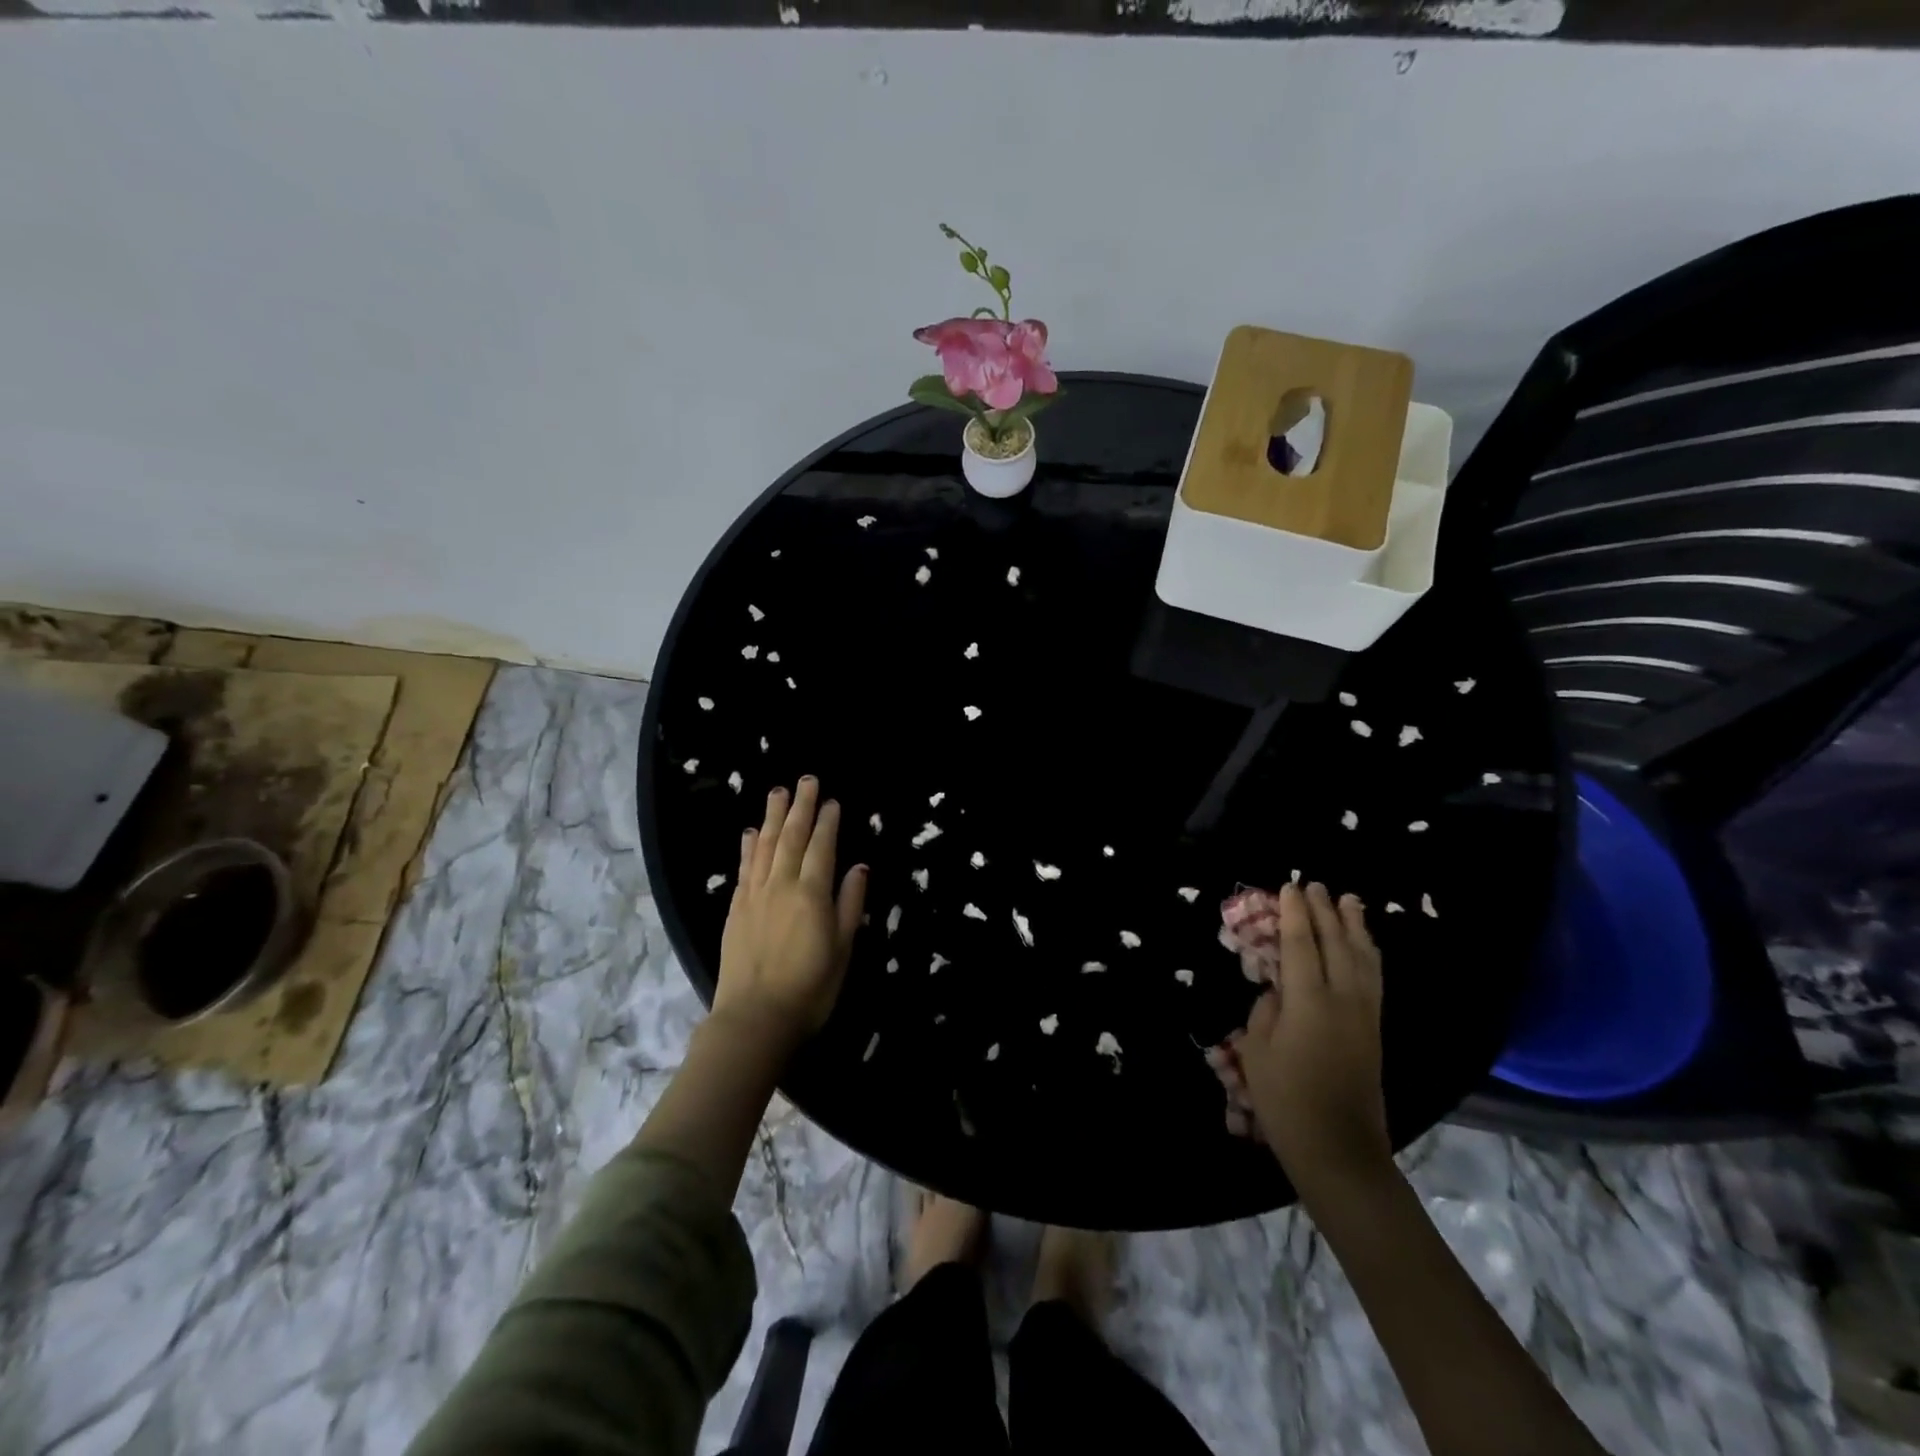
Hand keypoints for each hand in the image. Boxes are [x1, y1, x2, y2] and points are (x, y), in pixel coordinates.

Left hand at [713, 776, 867, 1049]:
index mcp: (812, 894)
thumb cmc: (810, 989)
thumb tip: (859, 867)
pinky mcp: (735, 909)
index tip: (831, 800)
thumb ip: (851, 905)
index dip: (827, 821)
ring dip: (772, 817)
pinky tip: (750, 832)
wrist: (754, 1020)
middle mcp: (781, 885)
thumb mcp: (843, 950)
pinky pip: (743, 868)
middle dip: (800, 806)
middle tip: (806, 780)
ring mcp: (754, 895)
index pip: (821, 847)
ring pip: (764, 846)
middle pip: (791, 837)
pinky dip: (748, 847)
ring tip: (777, 792)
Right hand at [1238, 882, 1391, 1197]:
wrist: (1339, 1149)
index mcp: (1309, 1002)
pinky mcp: (1375, 1030)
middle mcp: (1343, 999)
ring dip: (1353, 926)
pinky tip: (1364, 945)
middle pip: (1336, 943)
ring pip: (1363, 957)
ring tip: (1349, 900)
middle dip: (1324, 911)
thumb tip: (1278, 991)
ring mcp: (1365, 1014)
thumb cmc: (1286, 1101)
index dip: (1294, 914)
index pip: (1301, 945)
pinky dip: (1368, 953)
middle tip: (1314, 884)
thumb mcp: (1257, 1051)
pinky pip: (1374, 977)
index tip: (1288, 887)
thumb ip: (1266, 1011)